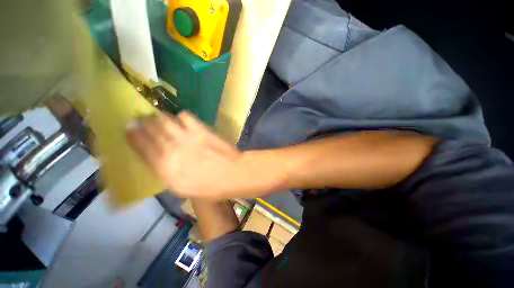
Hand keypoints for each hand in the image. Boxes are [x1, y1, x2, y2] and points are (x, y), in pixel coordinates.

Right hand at [126, 111, 283, 198]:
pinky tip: (183, 121)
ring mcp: (186, 138)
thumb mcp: (181, 188)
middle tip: (142, 118)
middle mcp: (171, 150)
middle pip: (150, 130)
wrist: (231, 174)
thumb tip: (157, 156)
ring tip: (159, 118)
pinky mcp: (201, 130)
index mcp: (164, 168)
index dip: (133, 135)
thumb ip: (166, 171)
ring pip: (165, 120)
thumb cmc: (208, 187)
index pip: (141, 146)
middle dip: (143, 122)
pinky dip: (181, 117)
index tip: (129, 128)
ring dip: (159, 118)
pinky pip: (185, 117)